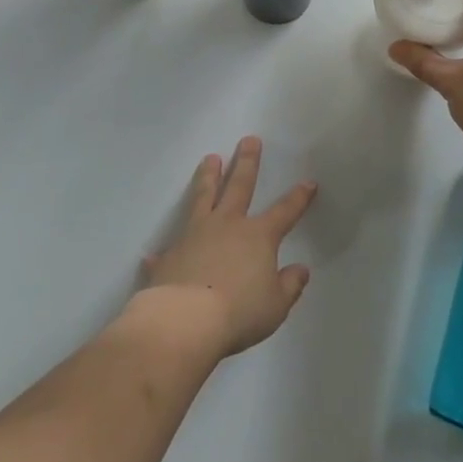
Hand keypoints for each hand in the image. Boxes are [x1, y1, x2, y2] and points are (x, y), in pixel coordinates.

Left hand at [138, 138, 315, 358]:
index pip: (284, 211)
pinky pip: (169, 248)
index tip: (308, 182)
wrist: (184, 322)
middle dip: (247, 162)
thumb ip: (289, 286)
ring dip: (208, 177)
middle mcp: (227, 226)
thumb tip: (300, 270)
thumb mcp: (276, 306)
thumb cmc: (238, 312)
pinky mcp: (169, 255)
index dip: (298, 198)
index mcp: (258, 236)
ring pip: (203, 197)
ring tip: (210, 158)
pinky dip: (165, 250)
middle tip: (249, 140)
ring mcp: (194, 235)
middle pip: (239, 186)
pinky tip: (154, 252)